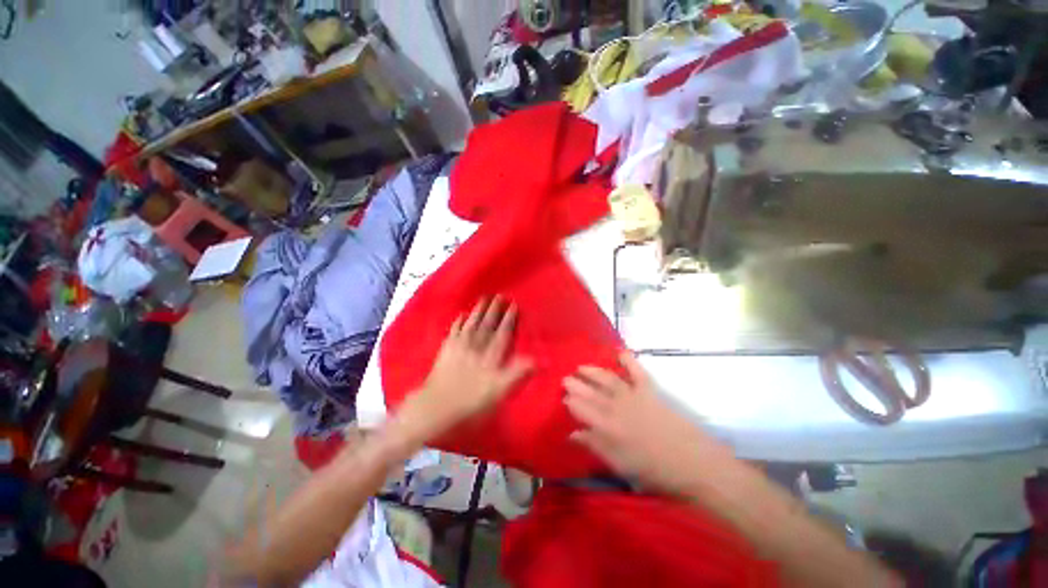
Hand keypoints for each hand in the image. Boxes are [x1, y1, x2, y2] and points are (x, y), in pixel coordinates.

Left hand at [401, 297, 532, 442]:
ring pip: (472, 323)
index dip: (509, 319)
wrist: (437, 407)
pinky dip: (458, 322)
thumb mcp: (500, 391)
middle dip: (495, 310)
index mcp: (491, 355)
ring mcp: (459, 346)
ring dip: (478, 310)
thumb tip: (538, 359)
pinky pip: (454, 330)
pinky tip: (461, 315)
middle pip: (487, 324)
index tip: (514, 305)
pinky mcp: (446, 350)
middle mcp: (476, 346)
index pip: (502, 333)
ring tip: (484, 298)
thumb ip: (518, 373)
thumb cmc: (471, 401)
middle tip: (500, 295)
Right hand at [564, 352, 728, 495]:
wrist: (693, 462)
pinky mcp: (649, 390)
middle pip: (591, 393)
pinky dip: (628, 360)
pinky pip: (636, 371)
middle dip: (576, 385)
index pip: (582, 410)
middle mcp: (616, 407)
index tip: (563, 398)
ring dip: (592, 372)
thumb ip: (595, 445)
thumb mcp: (620, 464)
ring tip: (580, 367)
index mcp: (608, 428)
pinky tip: (619, 352)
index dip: (571, 402)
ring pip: (607, 379)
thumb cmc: (654, 470)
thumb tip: (572, 434)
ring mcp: (633, 396)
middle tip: (565, 379)